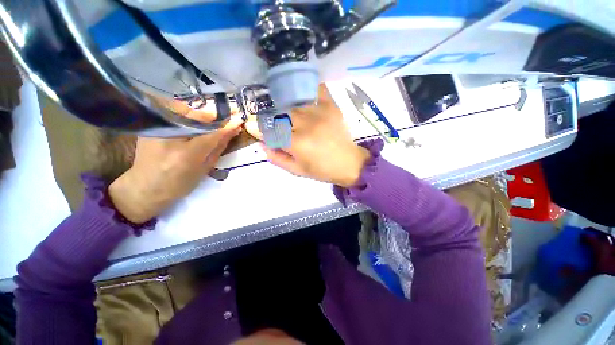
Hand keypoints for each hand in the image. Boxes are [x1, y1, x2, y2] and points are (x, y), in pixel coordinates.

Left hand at [108, 116, 242, 223]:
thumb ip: (219, 146)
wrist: (145, 187)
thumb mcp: (205, 167)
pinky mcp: (151, 125)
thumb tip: (233, 129)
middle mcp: (170, 136)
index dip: (228, 125)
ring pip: (186, 110)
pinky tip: (197, 120)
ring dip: (203, 113)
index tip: (240, 118)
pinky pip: (175, 113)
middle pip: (198, 116)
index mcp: (187, 153)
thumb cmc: (180, 183)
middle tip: (231, 112)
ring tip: (216, 117)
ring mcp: (157, 128)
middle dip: (216, 114)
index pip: (213, 133)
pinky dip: (190, 114)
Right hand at [246, 85, 369, 187]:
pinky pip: (318, 90)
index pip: (271, 132)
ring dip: (291, 112)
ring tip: (294, 120)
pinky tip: (307, 95)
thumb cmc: (322, 170)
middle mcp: (306, 124)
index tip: (256, 129)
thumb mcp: (297, 170)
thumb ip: (277, 158)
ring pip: (295, 105)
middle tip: (281, 129)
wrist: (349, 163)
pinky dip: (311, 90)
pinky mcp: (331, 107)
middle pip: (282, 115)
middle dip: (277, 123)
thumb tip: (262, 145)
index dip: (261, 130)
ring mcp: (319, 113)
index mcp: (297, 143)